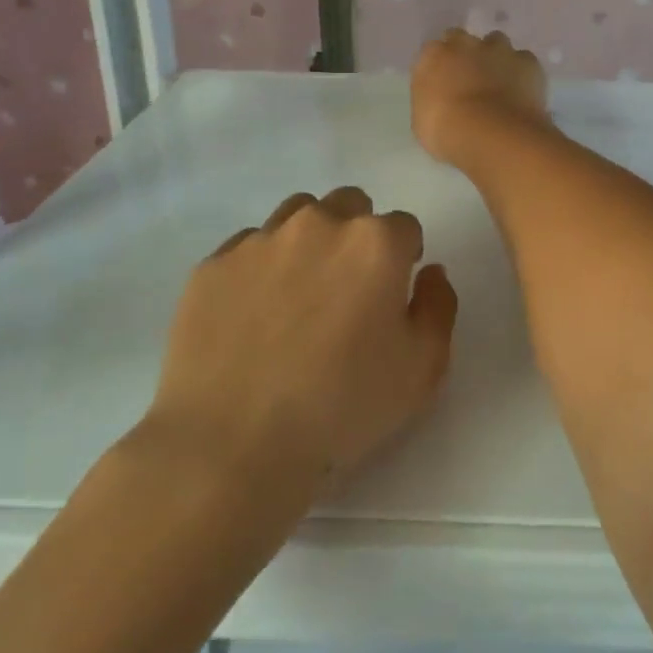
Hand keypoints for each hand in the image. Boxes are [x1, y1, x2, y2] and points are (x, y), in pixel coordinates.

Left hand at [144, 188, 456, 486]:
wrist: (231, 446)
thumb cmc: (342, 407)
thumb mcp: (422, 369)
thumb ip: (438, 306)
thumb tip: (428, 272)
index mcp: (375, 243)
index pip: (404, 226)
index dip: (404, 259)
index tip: (391, 296)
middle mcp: (319, 224)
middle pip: (350, 206)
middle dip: (358, 236)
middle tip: (347, 290)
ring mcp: (260, 240)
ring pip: (298, 215)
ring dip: (310, 240)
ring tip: (299, 295)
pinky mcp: (213, 265)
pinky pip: (248, 247)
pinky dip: (260, 268)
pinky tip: (254, 316)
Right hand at [412, 29, 550, 168]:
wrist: (493, 136)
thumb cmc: (448, 133)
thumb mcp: (423, 120)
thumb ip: (431, 98)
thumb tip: (440, 96)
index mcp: (433, 56)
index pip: (432, 51)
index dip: (440, 66)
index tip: (443, 83)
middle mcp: (465, 44)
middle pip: (463, 40)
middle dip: (465, 54)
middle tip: (469, 79)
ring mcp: (499, 50)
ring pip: (496, 42)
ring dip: (495, 57)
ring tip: (499, 82)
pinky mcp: (527, 61)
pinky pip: (523, 60)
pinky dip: (522, 71)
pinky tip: (521, 91)